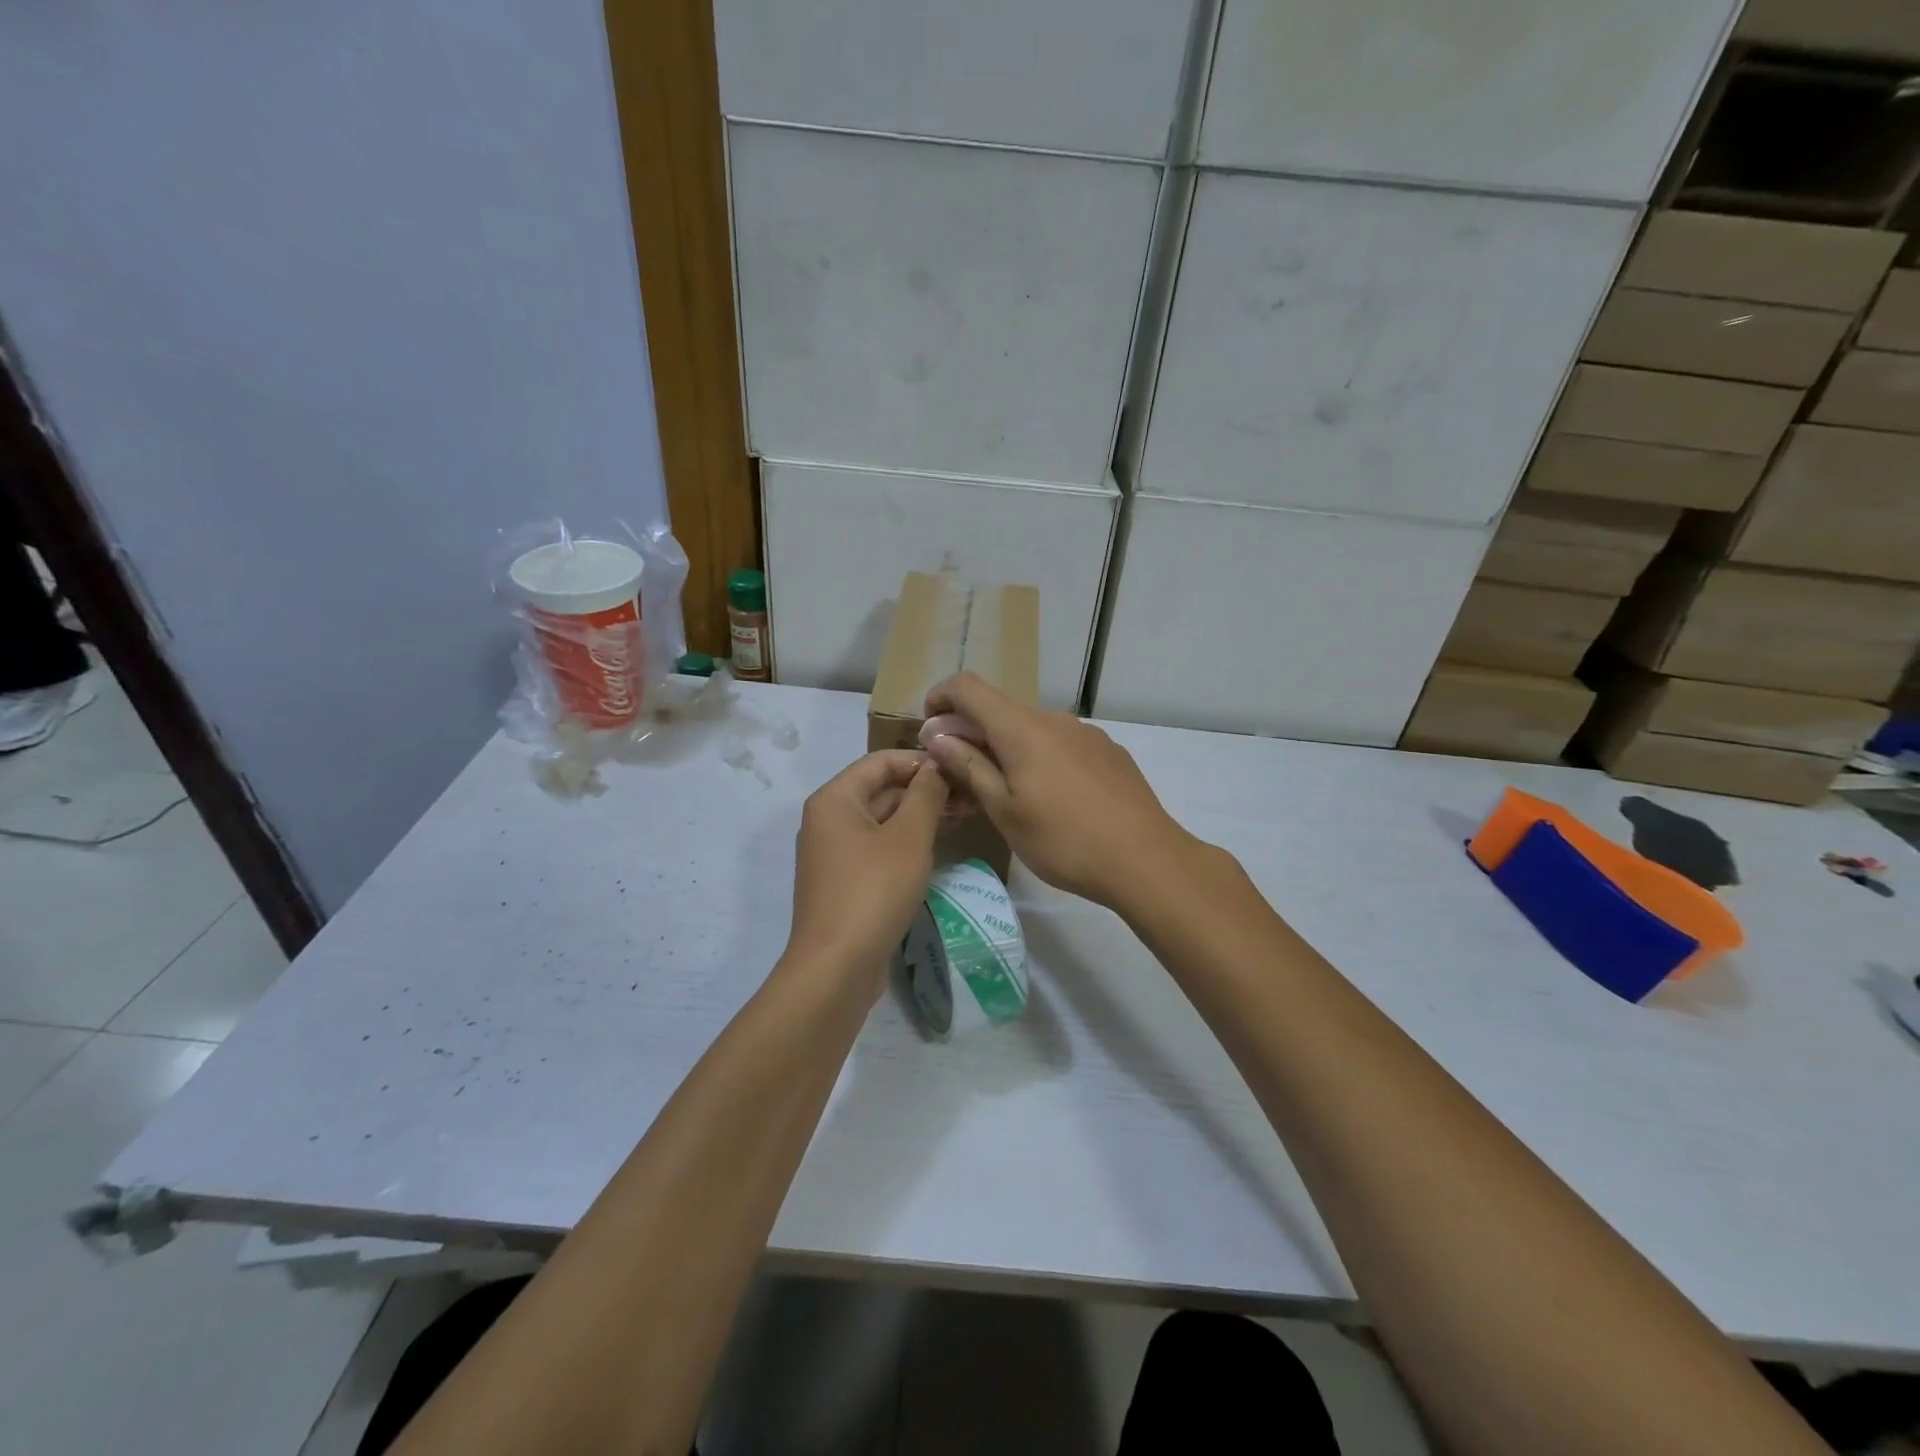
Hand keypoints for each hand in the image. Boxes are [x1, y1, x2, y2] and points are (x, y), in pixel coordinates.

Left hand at [786, 750, 948, 994]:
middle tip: (969, 797)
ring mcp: (832, 853)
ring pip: (880, 820)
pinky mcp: (842, 881)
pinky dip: (903, 842)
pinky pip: (875, 847)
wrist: (836, 966)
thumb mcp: (909, 837)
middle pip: (879, 789)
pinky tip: (933, 849)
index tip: (959, 769)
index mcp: (835, 799)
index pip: (880, 761)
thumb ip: (926, 796)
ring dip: (917, 816)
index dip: (920, 761)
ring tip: (960, 818)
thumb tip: (936, 767)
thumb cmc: (874, 891)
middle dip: (923, 790)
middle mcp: (827, 819)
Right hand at [920, 673, 1198, 910]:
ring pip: (1031, 729)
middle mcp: (1054, 719)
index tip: (930, 732)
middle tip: (961, 778)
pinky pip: (1061, 743)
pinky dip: (1039, 758)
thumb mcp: (1004, 811)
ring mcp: (1086, 733)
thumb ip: (969, 767)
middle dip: (971, 734)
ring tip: (1006, 795)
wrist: (1146, 860)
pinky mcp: (1108, 751)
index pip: (968, 687)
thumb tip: (938, 736)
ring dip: (1006, 749)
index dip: (940, 698)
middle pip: (1000, 710)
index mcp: (1022, 729)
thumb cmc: (1064, 840)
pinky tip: (1051, 799)